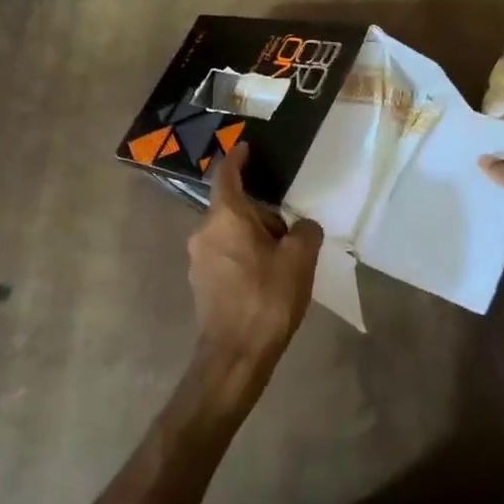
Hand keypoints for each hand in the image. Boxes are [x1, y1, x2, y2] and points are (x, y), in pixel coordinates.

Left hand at [187, 143, 322, 374]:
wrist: (235, 356)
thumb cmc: (267, 298)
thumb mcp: (300, 259)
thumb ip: (305, 231)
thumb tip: (301, 227)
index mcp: (224, 217)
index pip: (226, 175)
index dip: (236, 158)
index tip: (245, 147)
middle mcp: (204, 232)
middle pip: (233, 209)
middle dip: (261, 214)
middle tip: (289, 232)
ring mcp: (198, 260)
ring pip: (229, 234)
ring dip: (253, 238)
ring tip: (282, 261)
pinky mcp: (200, 284)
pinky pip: (225, 256)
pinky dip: (244, 258)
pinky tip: (265, 281)